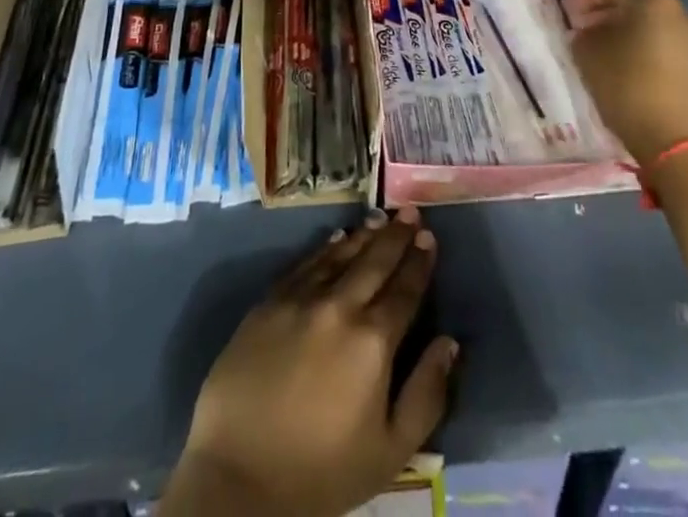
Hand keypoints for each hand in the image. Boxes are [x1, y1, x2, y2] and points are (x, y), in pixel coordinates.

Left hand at [161, 207, 456, 516]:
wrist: (238, 474)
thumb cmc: (321, 472)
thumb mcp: (389, 452)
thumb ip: (426, 394)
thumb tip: (449, 343)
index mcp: (373, 341)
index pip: (404, 290)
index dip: (420, 263)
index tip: (430, 238)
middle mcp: (339, 306)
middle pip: (374, 261)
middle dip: (396, 235)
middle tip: (410, 212)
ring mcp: (300, 298)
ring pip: (340, 254)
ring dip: (364, 234)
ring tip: (380, 217)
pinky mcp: (269, 301)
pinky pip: (305, 263)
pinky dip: (326, 247)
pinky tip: (336, 237)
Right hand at [567, 0, 687, 165]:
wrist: (683, 146)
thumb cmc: (630, 90)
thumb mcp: (589, 58)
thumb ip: (583, 35)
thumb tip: (587, 31)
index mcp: (653, 1)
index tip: (568, 10)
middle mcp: (680, 12)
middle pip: (636, 2)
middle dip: (607, 12)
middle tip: (583, 29)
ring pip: (653, 25)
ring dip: (627, 32)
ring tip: (604, 52)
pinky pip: (667, 46)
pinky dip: (646, 49)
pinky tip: (629, 70)